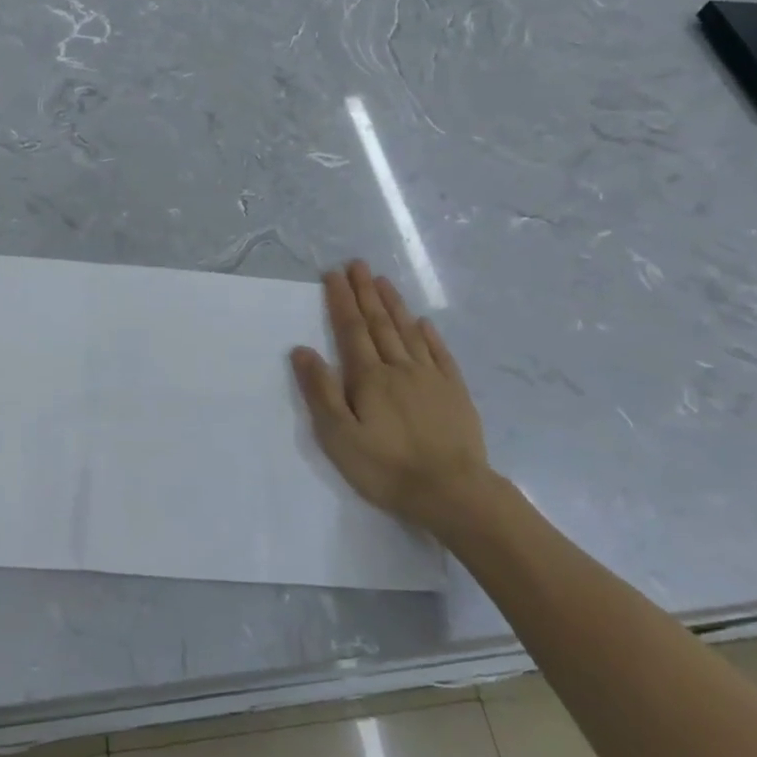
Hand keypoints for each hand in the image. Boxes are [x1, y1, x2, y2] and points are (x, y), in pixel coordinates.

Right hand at [290, 261, 491, 533]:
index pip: (351, 329)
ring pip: (408, 331)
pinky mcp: (454, 393)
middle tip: (357, 264)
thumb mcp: (339, 436)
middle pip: (379, 322)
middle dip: (365, 292)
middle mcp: (399, 367)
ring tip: (382, 281)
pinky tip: (423, 322)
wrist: (452, 493)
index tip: (333, 274)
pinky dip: (429, 335)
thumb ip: (320, 391)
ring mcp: (431, 378)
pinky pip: (440, 354)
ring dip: (394, 304)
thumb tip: (302, 349)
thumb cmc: (386, 467)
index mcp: (369, 377)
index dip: (341, 300)